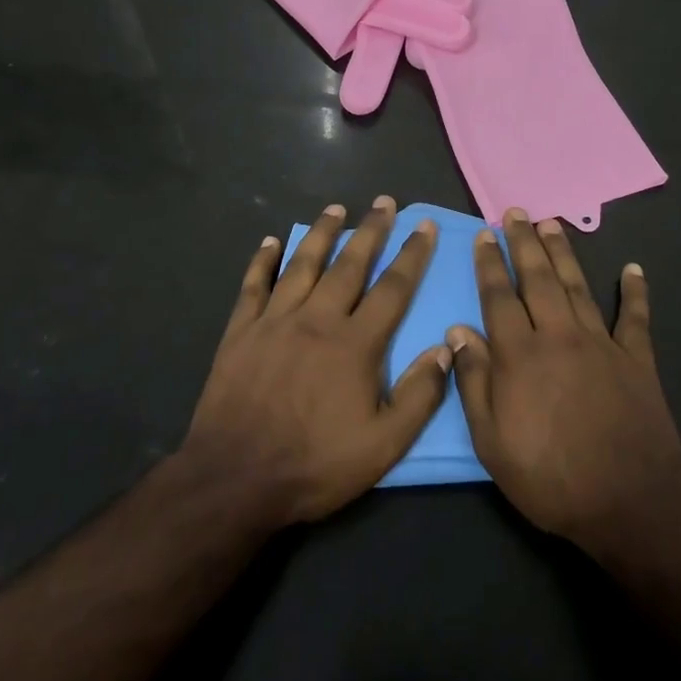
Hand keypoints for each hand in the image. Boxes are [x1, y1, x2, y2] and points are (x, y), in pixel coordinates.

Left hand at [182, 197, 451, 526]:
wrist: (234, 479)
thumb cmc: (314, 464)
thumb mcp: (382, 446)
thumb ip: (419, 396)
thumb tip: (446, 348)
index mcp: (355, 344)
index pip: (392, 288)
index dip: (412, 255)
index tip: (425, 225)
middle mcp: (317, 319)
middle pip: (349, 264)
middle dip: (371, 230)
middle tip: (384, 201)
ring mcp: (275, 321)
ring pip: (303, 264)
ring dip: (322, 233)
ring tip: (336, 208)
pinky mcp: (241, 332)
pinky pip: (254, 286)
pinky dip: (262, 261)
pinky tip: (270, 241)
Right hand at [447, 210, 680, 559]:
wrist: (629, 502)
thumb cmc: (551, 477)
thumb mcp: (492, 442)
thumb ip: (474, 382)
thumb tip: (458, 331)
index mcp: (520, 354)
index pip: (499, 297)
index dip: (490, 264)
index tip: (484, 235)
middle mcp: (559, 335)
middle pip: (537, 278)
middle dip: (524, 243)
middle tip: (516, 212)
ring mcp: (601, 343)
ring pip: (577, 286)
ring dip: (563, 253)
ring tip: (552, 223)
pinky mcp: (636, 358)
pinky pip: (634, 317)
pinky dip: (634, 291)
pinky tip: (633, 268)